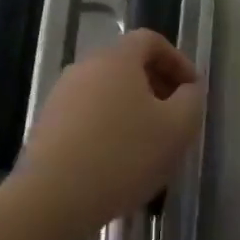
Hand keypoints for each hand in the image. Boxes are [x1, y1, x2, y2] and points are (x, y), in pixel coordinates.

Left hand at [14, 30, 204, 228]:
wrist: (52, 198)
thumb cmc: (124, 156)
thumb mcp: (177, 128)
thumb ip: (192, 100)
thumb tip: (189, 89)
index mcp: (116, 59)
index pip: (150, 40)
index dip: (177, 60)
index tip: (192, 91)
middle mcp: (84, 68)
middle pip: (127, 65)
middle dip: (156, 86)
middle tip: (175, 118)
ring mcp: (60, 96)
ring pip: (106, 92)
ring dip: (132, 109)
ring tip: (148, 144)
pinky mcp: (46, 125)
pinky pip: (87, 115)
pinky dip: (108, 127)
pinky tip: (118, 161)